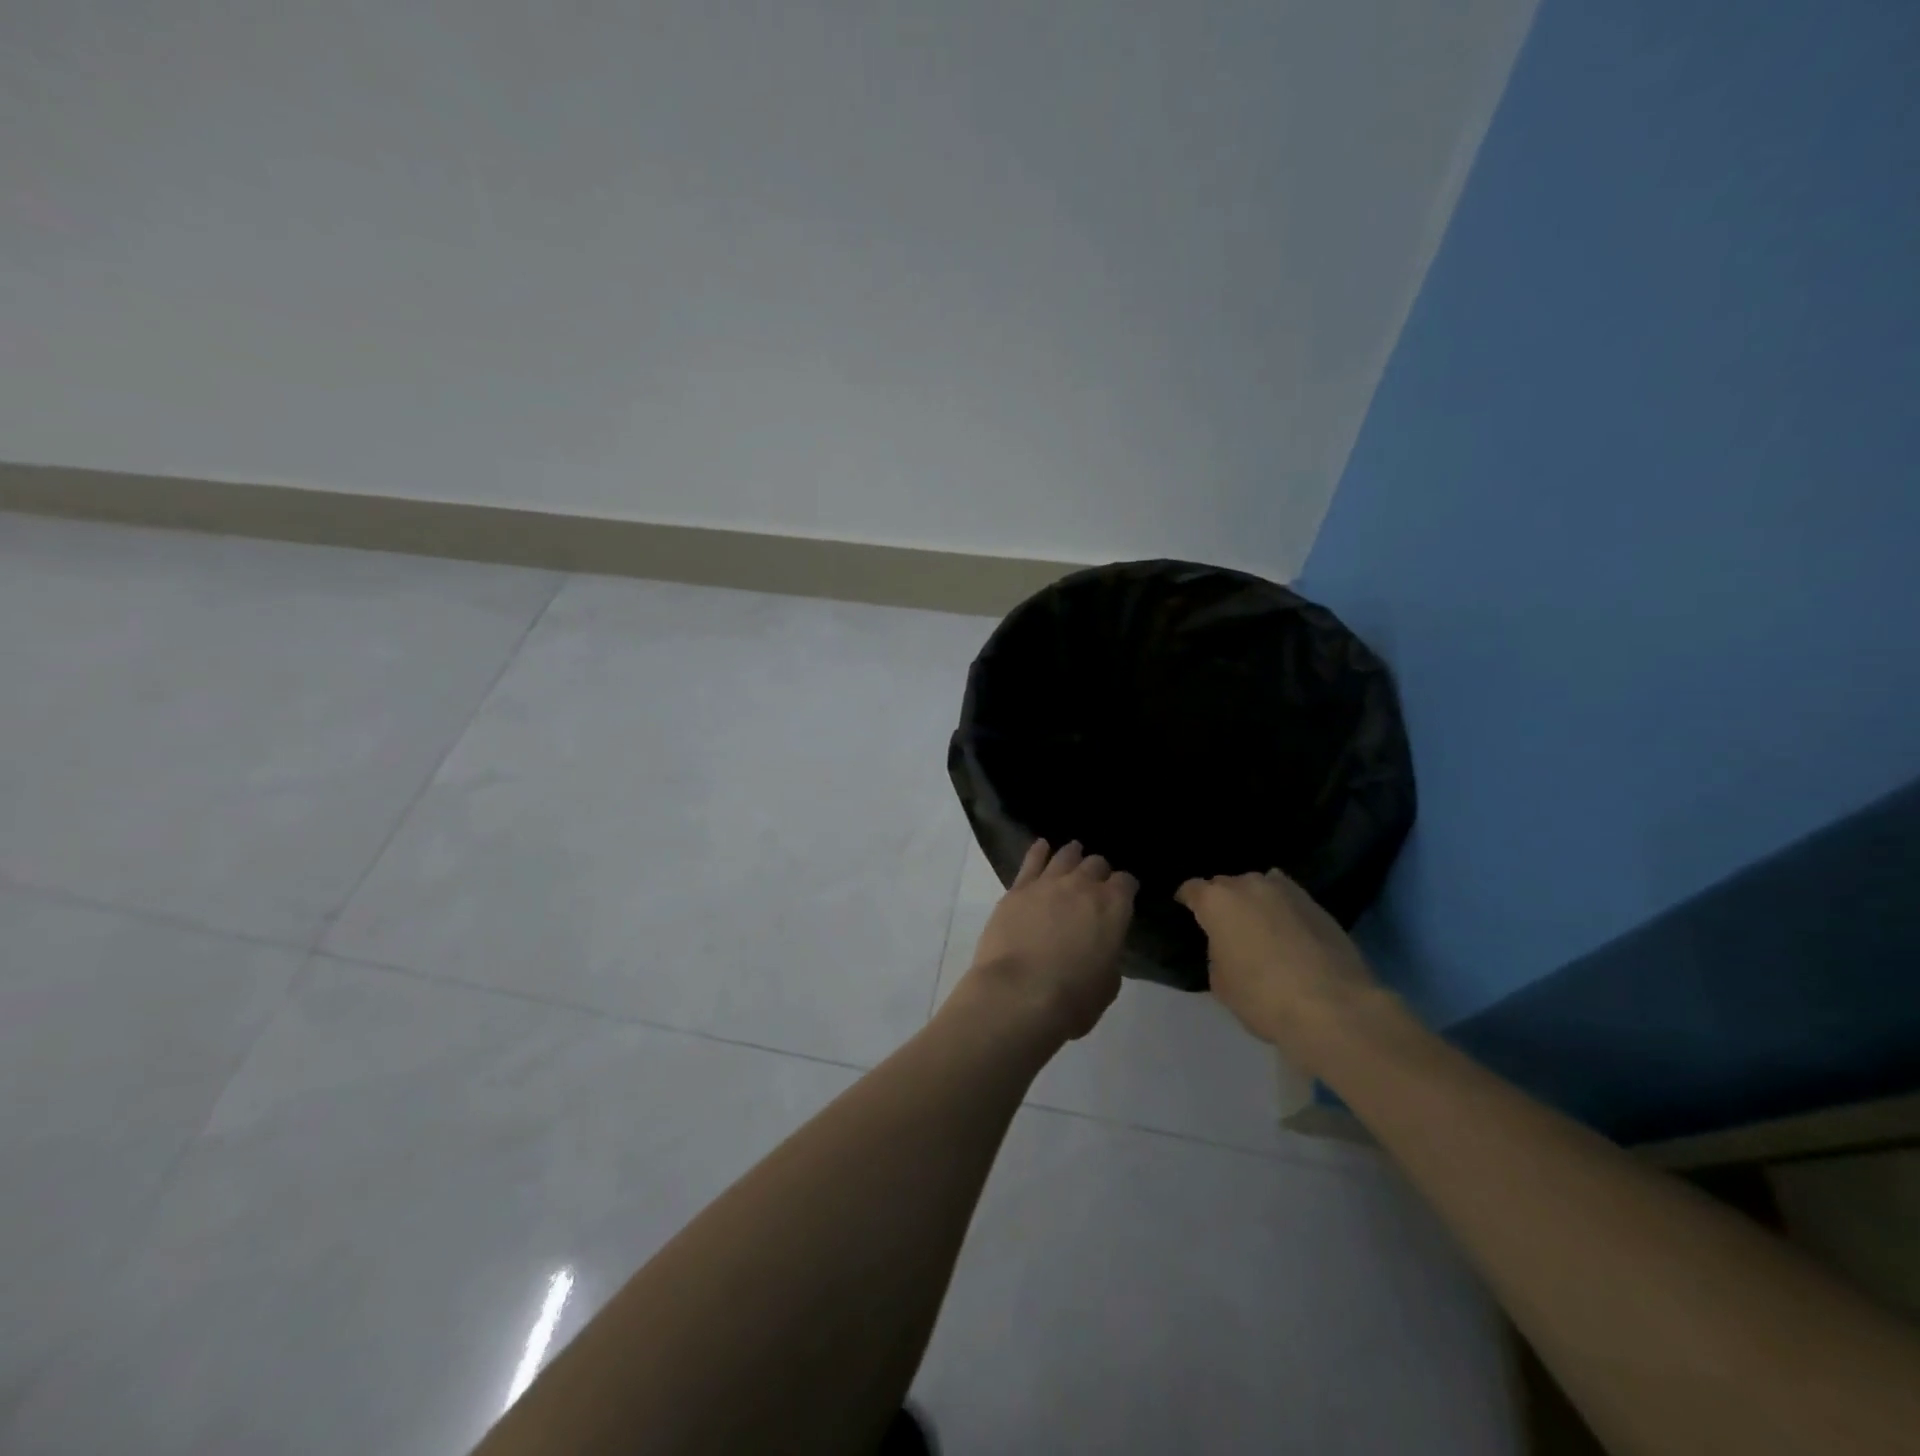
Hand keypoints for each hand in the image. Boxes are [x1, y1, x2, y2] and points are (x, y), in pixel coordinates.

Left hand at [962, 839, 1136, 1041]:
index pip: (1127, 883)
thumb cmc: (1072, 998)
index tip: (1124, 895)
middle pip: (1096, 864)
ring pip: (1065, 856)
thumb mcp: (1108, 983)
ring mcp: (1048, 883)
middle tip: (1096, 882)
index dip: (1126, 888)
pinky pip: (1032, 860)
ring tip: (1074, 853)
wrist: (1018, 994)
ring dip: (1073, 855)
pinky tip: (1041, 846)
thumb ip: (1108, 954)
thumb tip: (1100, 945)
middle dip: (1099, 871)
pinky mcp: (1018, 889)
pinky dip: (1039, 851)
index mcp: (1113, 907)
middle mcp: (1083, 886)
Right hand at [1176, 869, 1378, 1058]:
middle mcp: (1248, 885)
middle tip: (1225, 925)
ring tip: (1258, 925)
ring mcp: (1286, 891)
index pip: (1192, 889)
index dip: (1187, 900)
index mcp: (1216, 901)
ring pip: (1260, 887)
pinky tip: (1287, 930)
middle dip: (1222, 900)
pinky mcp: (1317, 904)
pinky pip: (1288, 899)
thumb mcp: (1221, 983)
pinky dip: (1282, 910)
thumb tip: (1228, 945)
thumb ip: (1217, 952)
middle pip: (1226, 884)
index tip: (1186, 910)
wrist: (1333, 1006)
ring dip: (1254, 901)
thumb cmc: (1262, 997)